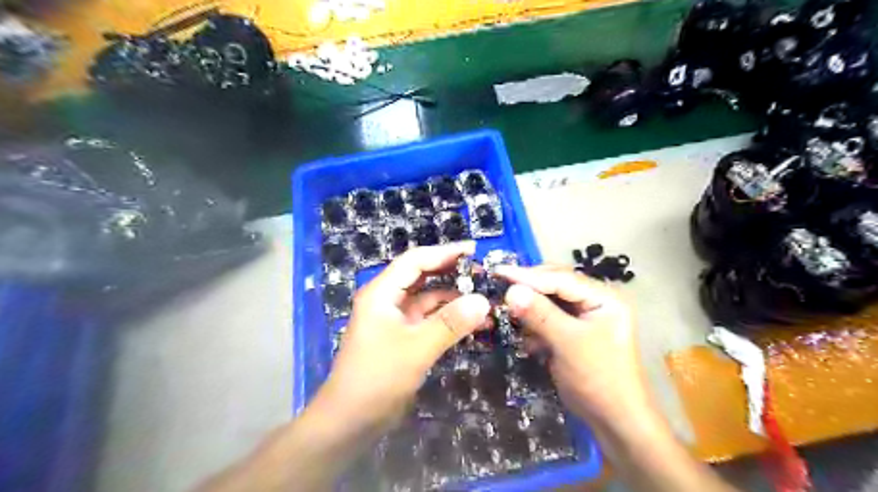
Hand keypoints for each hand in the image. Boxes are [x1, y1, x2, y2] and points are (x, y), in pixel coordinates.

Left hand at [313, 240, 491, 435]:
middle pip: (422, 277)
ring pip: (428, 300)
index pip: (415, 261)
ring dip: (454, 300)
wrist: (351, 420)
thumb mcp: (416, 348)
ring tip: (484, 301)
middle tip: (483, 275)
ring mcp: (395, 320)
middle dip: (451, 274)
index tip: (474, 250)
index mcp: (382, 293)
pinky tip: (472, 325)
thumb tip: (483, 301)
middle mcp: (387, 300)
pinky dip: (449, 320)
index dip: (444, 252)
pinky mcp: (403, 338)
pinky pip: (429, 321)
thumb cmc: (378, 377)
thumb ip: (450, 323)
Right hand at [497, 264, 646, 423]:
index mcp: (603, 297)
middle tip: (499, 287)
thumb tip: (510, 290)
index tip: (498, 272)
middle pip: (554, 286)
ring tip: (510, 313)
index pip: (560, 278)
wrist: (615, 420)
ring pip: (549, 302)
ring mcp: (583, 317)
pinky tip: (529, 340)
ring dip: (530, 309)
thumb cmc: (599, 378)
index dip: (528, 275)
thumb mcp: (568, 343)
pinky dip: (535, 326)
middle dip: (529, 290)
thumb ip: (540, 314)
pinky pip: (548, 319)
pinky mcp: (572, 333)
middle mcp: (594, 301)